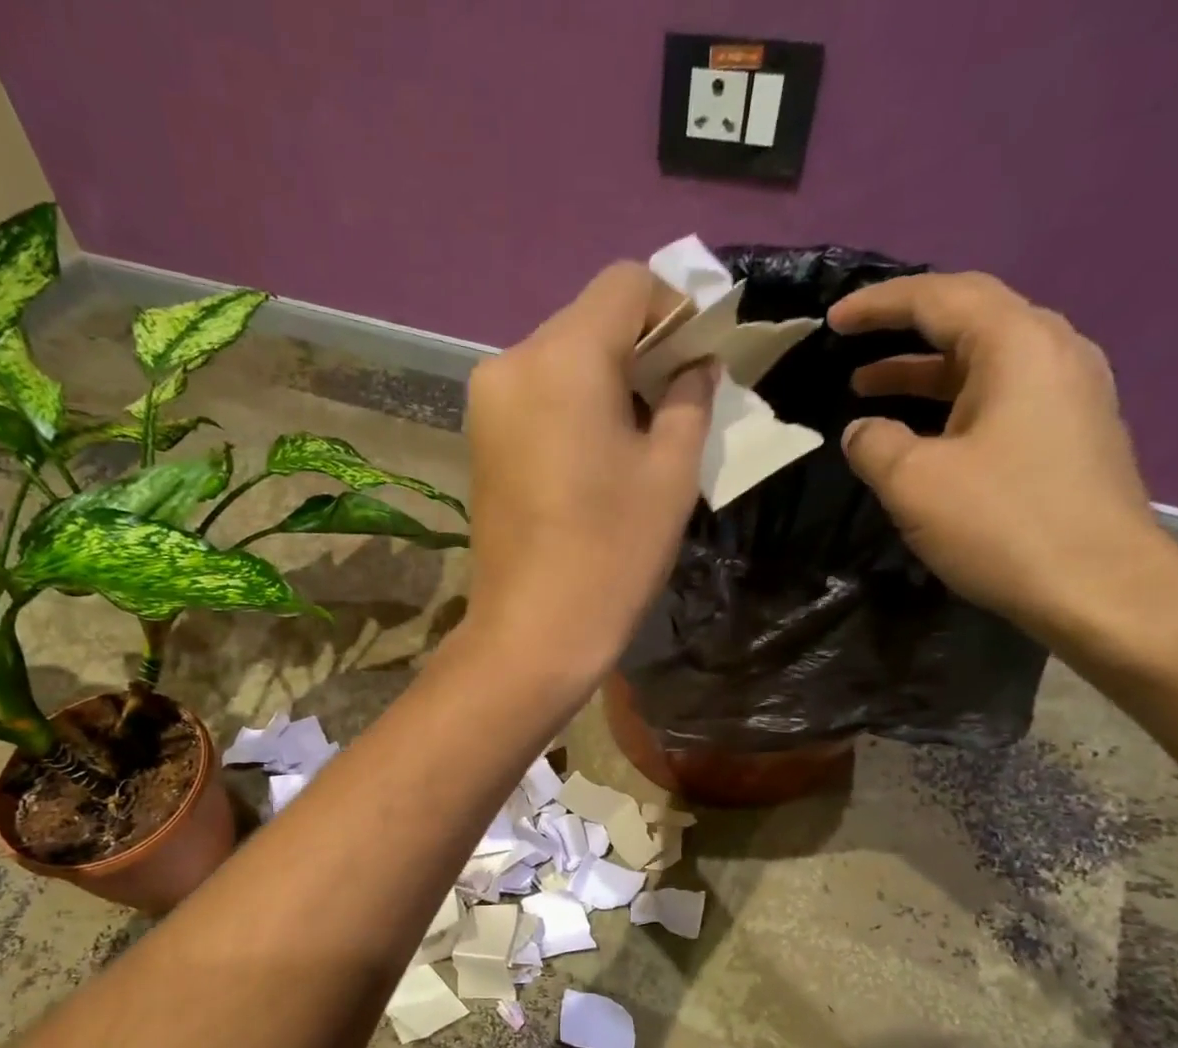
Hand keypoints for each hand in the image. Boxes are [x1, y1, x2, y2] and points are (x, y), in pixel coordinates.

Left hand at [462, 262, 716, 683]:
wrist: (532, 633)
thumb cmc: (611, 553)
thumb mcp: (672, 472)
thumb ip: (689, 398)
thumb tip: (695, 364)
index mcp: (564, 356)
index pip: (626, 284)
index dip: (674, 309)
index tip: (698, 361)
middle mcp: (512, 361)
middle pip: (589, 320)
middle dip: (640, 348)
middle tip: (676, 403)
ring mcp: (487, 404)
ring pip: (561, 359)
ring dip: (606, 380)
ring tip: (638, 438)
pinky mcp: (480, 441)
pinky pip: (537, 397)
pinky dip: (573, 406)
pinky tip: (595, 456)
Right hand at [830, 271, 1177, 650]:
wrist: (1100, 587)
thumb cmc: (1003, 523)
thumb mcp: (914, 482)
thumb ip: (874, 443)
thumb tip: (862, 430)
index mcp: (1018, 345)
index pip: (941, 297)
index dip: (880, 304)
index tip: (832, 319)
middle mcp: (1054, 352)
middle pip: (970, 319)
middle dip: (903, 331)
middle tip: (850, 346)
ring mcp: (1069, 393)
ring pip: (984, 362)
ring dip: (924, 372)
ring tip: (869, 388)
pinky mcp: (1070, 433)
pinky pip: (1000, 396)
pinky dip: (951, 402)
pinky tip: (922, 432)